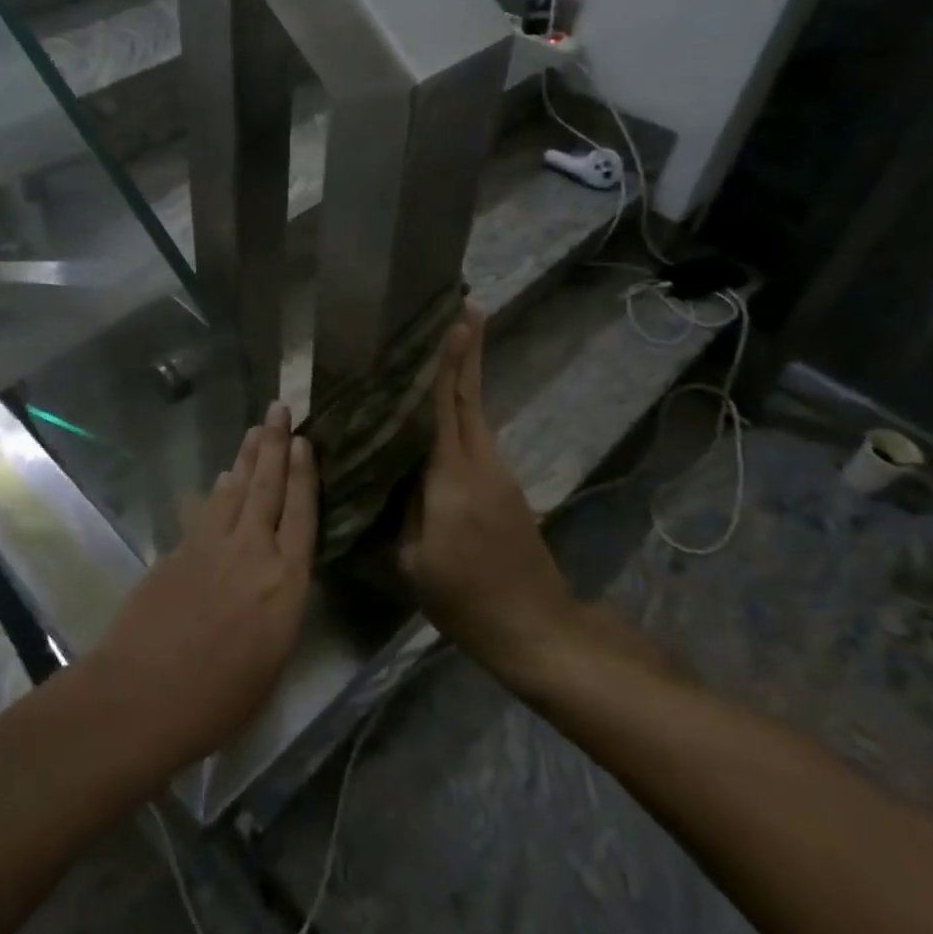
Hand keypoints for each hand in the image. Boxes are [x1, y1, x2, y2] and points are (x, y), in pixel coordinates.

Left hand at [86, 402, 317, 769]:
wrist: (142, 696)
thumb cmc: (219, 699)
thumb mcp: (271, 659)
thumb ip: (278, 606)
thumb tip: (276, 574)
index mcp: (285, 583)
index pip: (302, 515)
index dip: (304, 475)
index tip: (305, 442)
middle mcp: (252, 552)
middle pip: (268, 488)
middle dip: (275, 445)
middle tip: (279, 409)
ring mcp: (211, 547)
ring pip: (234, 490)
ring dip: (246, 458)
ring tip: (256, 431)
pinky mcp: (178, 550)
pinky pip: (205, 510)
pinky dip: (217, 491)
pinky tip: (221, 479)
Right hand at [399, 308, 575, 677]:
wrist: (536, 628)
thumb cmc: (465, 598)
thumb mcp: (414, 560)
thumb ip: (404, 505)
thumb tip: (396, 467)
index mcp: (452, 477)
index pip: (448, 406)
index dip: (451, 361)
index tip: (457, 318)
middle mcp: (480, 463)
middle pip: (470, 396)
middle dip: (469, 350)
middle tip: (466, 305)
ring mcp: (498, 474)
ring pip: (476, 412)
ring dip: (466, 375)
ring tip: (450, 344)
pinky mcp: (505, 487)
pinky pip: (477, 436)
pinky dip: (463, 409)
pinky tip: (445, 407)